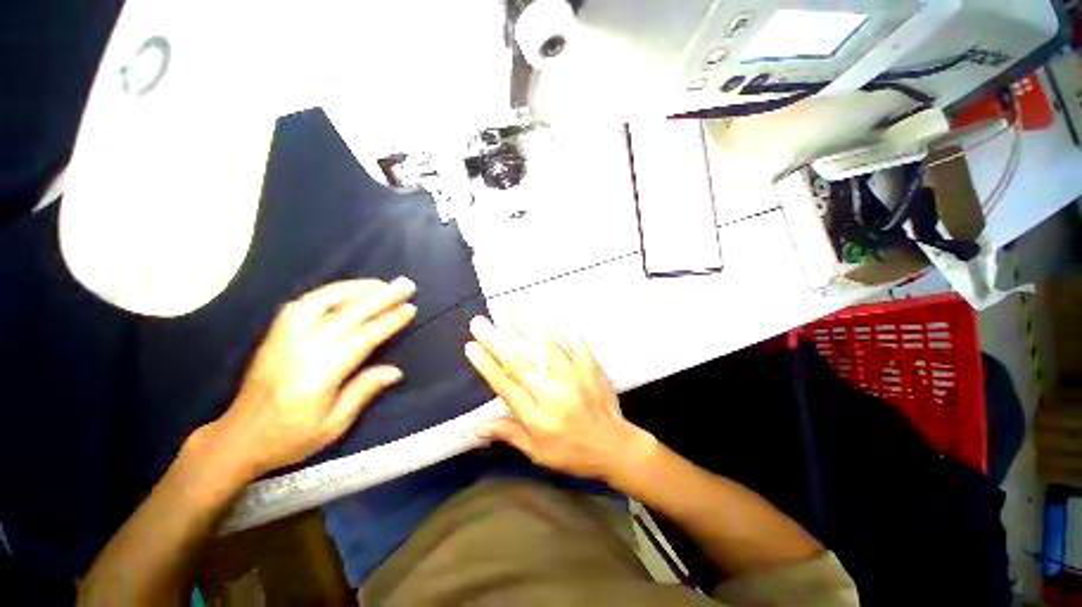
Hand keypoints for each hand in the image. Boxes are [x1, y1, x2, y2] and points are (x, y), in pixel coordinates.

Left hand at [205, 278, 417, 478]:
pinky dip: (326, 293)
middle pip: (347, 315)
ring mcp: (283, 339)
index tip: (410, 307)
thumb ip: (363, 392)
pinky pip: (301, 304)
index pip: (362, 339)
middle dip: (380, 297)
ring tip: (379, 284)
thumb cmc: (290, 438)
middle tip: (405, 284)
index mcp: (318, 375)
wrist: (238, 439)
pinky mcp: (274, 335)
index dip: (388, 321)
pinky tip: (342, 291)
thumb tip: (396, 371)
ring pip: (321, 302)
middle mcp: (301, 350)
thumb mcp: (333, 426)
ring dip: (354, 289)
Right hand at [464, 316, 653, 481]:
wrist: (615, 447)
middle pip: (519, 364)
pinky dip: (566, 331)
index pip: (505, 386)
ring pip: (546, 349)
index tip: (471, 347)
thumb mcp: (538, 453)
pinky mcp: (592, 370)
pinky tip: (553, 318)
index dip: (486, 365)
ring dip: (526, 330)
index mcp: (537, 417)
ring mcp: (574, 379)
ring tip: (508, 315)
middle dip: (496, 341)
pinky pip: (578, 345)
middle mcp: (553, 395)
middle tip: (479, 323)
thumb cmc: (572, 453)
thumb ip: (510, 433)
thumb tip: (477, 427)